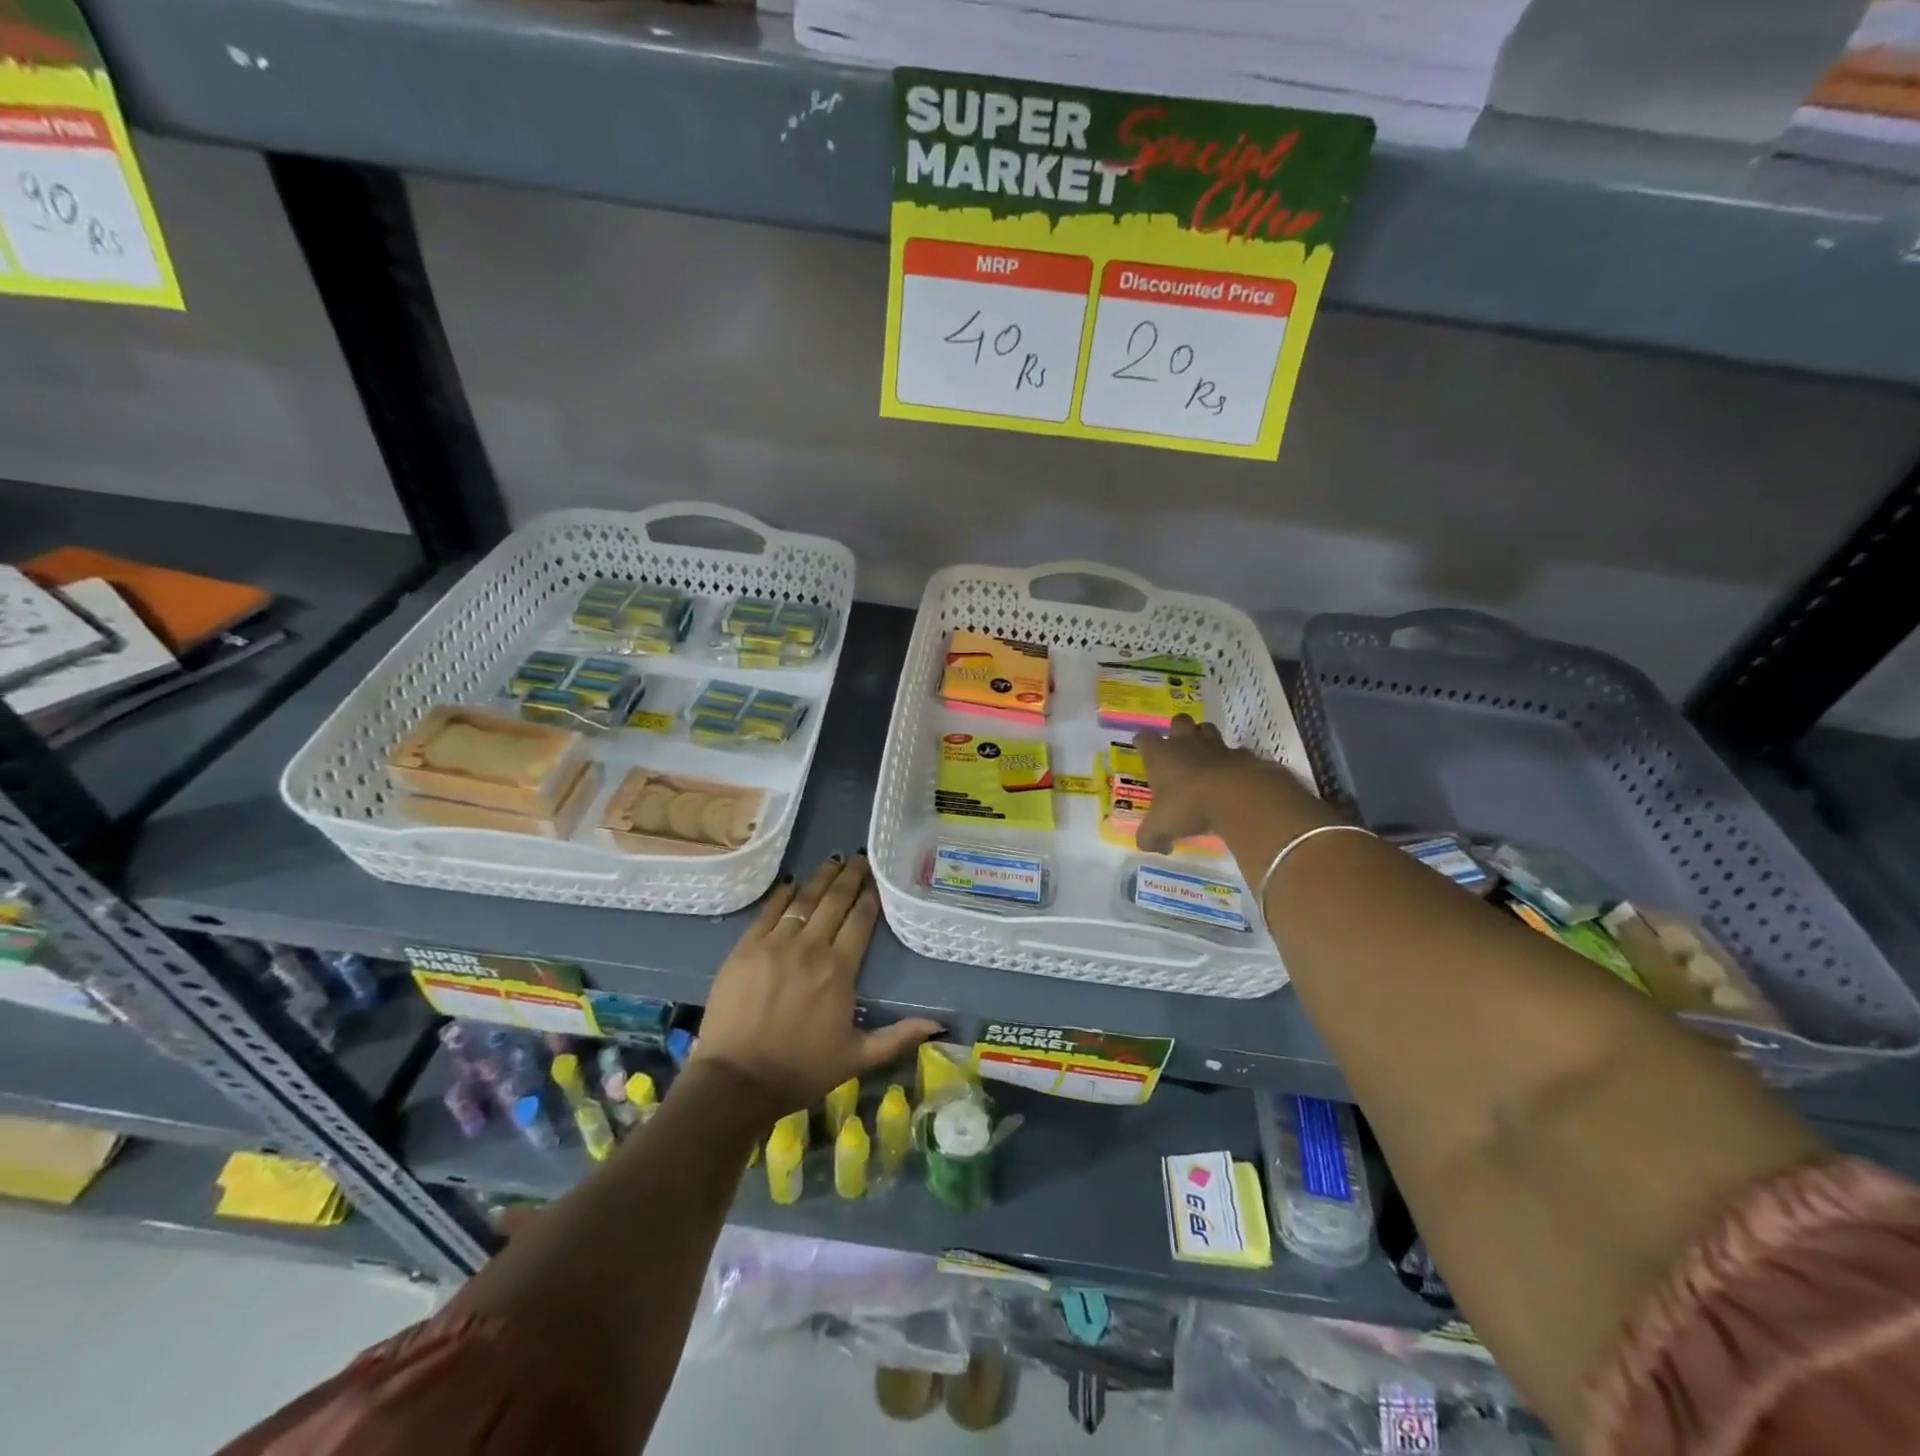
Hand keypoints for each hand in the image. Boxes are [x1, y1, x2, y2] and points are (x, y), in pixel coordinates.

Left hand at [694, 854, 941, 1116]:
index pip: (860, 921)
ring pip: (804, 900)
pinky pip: (768, 911)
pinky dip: (782, 894)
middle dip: (850, 877)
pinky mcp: (745, 948)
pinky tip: (792, 882)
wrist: (736, 1082)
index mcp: (839, 970)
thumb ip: (898, 1037)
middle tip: (859, 858)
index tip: (877, 879)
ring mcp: (775, 944)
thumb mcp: (857, 1058)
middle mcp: (810, 948)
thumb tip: (940, 1024)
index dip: (870, 897)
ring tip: (833, 860)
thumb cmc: (801, 1071)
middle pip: (834, 901)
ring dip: (821, 878)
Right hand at [1132, 715, 1306, 854]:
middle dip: (1177, 731)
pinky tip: (1233, 775)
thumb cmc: (1189, 806)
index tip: (1143, 749)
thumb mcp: (1160, 828)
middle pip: (1179, 722)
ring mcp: (1216, 746)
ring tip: (1205, 757)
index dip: (1143, 742)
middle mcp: (1186, 744)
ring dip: (1204, 738)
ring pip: (1207, 729)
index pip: (1144, 737)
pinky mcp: (1243, 755)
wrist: (1237, 796)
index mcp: (1160, 755)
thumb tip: (1151, 846)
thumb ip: (1150, 837)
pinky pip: (1236, 752)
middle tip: (1178, 749)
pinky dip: (1233, 760)